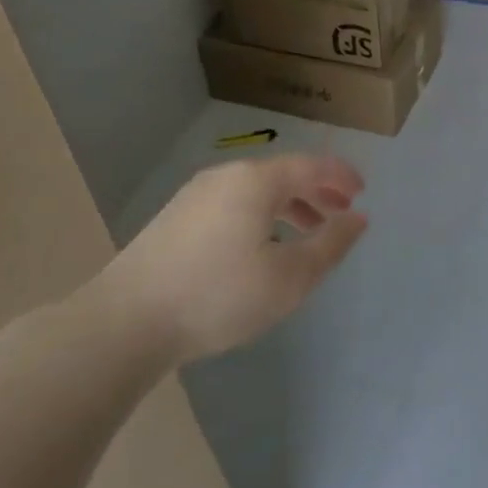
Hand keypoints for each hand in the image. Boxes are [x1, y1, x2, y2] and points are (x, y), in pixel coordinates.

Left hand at [89, 154, 366, 364]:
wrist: (125, 322)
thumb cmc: (219, 295)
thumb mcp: (291, 276)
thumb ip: (331, 244)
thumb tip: (357, 218)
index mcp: (257, 181)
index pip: (311, 165)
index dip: (342, 176)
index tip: (362, 193)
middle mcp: (226, 176)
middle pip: (283, 174)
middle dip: (317, 192)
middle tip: (340, 214)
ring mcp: (195, 196)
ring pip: (256, 191)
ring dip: (289, 206)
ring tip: (307, 233)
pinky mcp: (176, 218)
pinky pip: (234, 204)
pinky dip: (261, 215)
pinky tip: (261, 247)